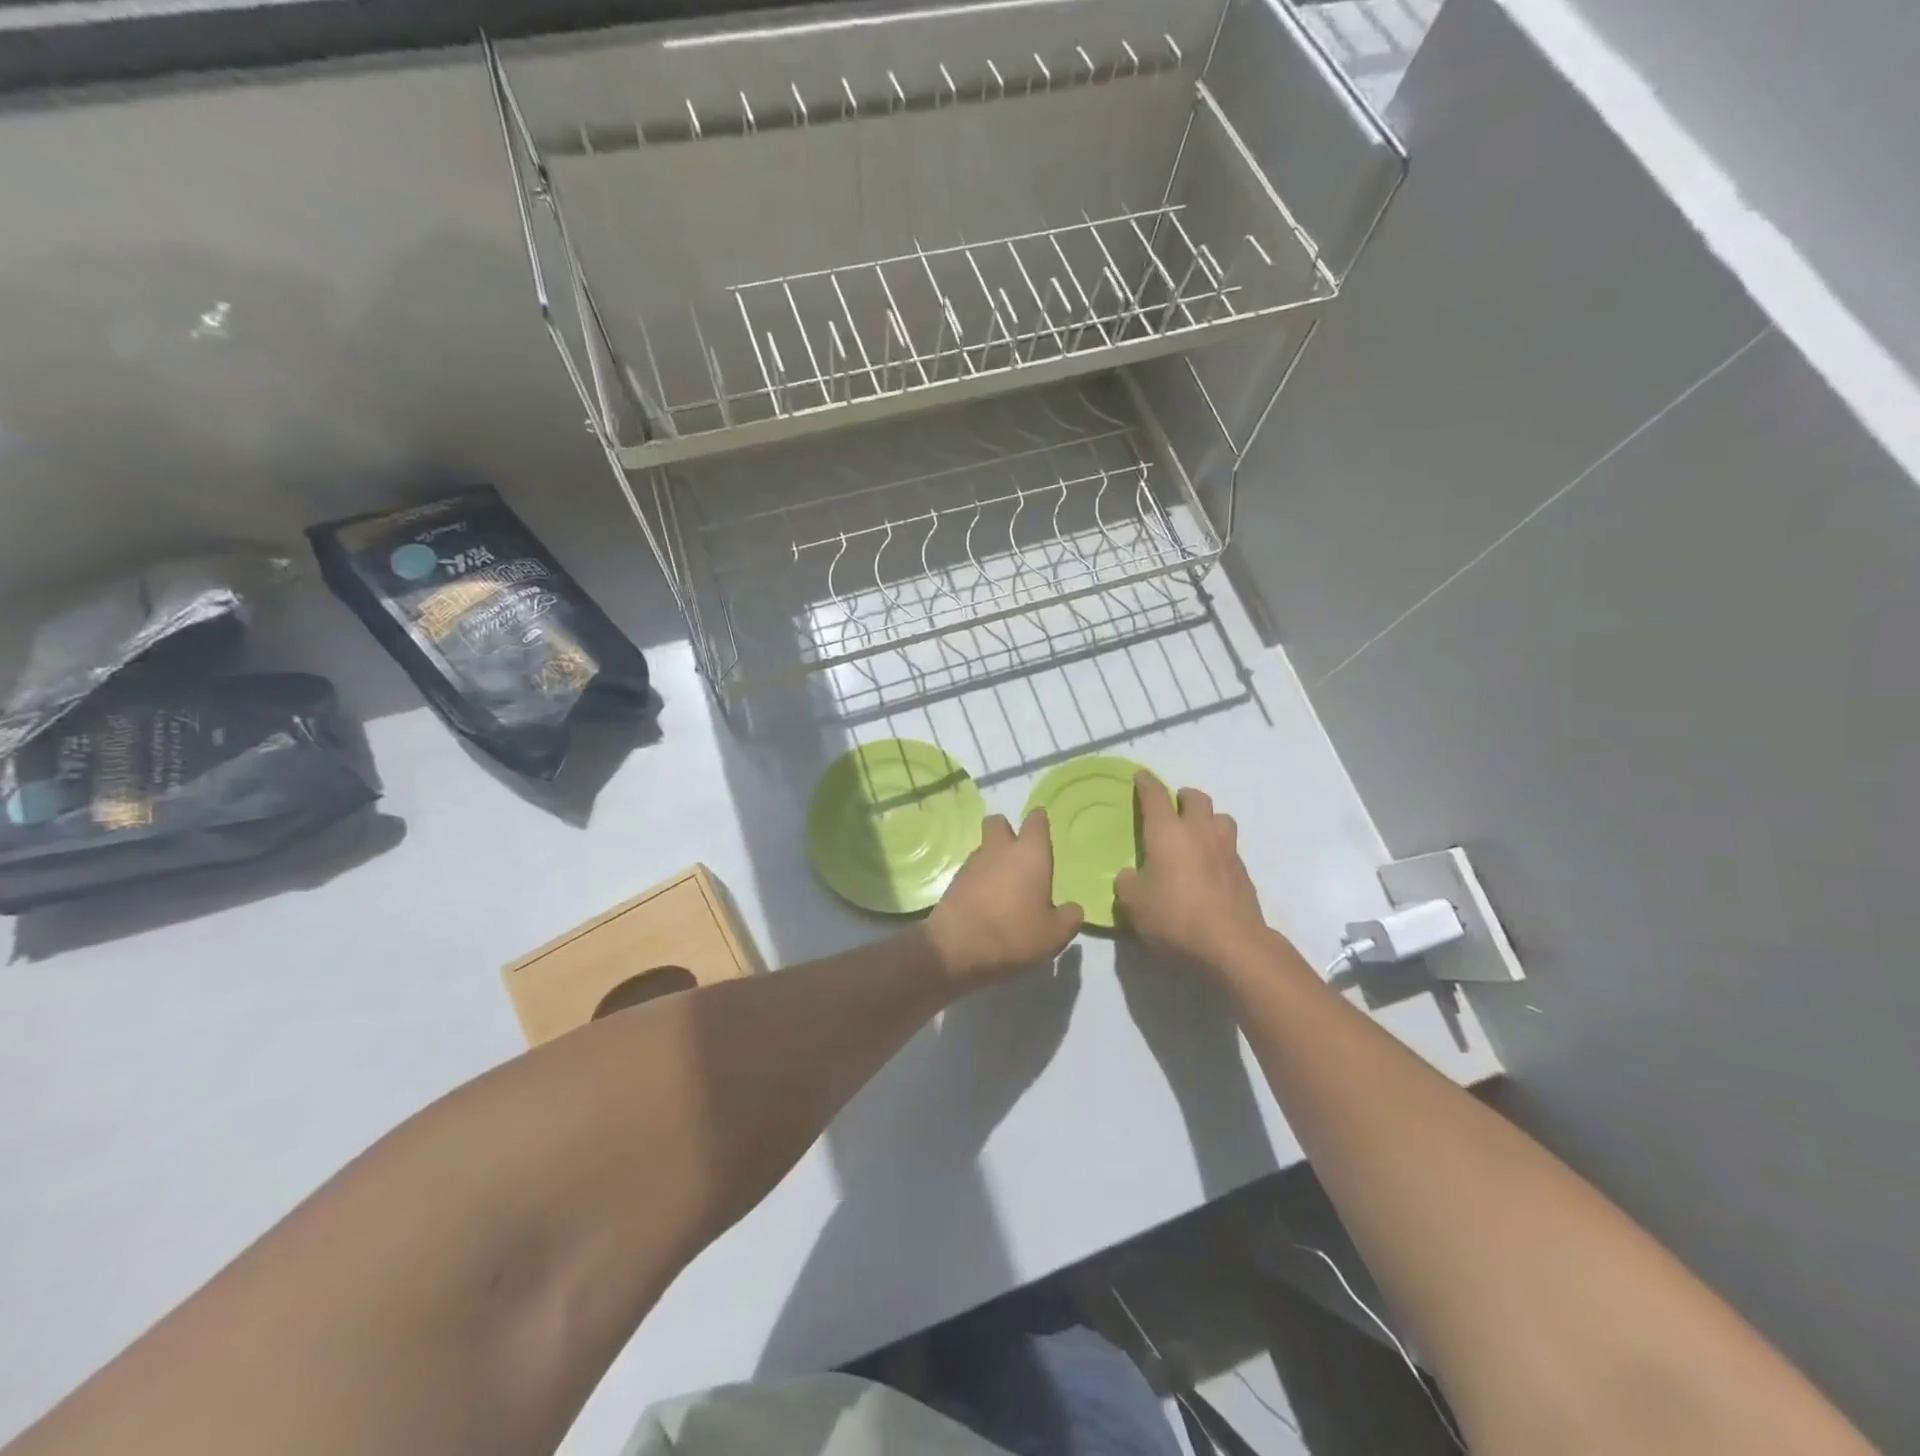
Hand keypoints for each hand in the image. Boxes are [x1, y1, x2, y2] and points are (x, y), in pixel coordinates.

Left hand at [924, 810, 1083, 985]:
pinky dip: (979, 879)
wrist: (957, 947)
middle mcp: (1000, 849)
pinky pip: (971, 870)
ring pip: (984, 847)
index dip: (1040, 823)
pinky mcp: (954, 881)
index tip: (1043, 833)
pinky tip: (986, 902)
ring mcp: (973, 863)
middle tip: (1018, 855)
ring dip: (992, 859)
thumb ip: (1069, 918)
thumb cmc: (1014, 933)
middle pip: (999, 822)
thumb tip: (1072, 909)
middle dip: (1007, 831)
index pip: (1036, 821)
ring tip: (1003, 887)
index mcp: (1029, 853)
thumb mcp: (1054, 934)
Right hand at [1115, 773, 1272, 973]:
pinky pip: (1229, 847)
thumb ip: (1128, 882)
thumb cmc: (1174, 916)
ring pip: (1220, 818)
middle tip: (1172, 808)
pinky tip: (1208, 867)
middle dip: (1182, 797)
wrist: (1231, 944)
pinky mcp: (1243, 872)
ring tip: (1196, 835)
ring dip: (1207, 819)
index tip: (1141, 777)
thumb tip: (1131, 875)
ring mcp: (1226, 849)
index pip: (1155, 795)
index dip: (1146, 783)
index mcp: (1167, 831)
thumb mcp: (1134, 903)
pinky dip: (1218, 849)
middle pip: (1196, 798)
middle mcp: (1199, 831)